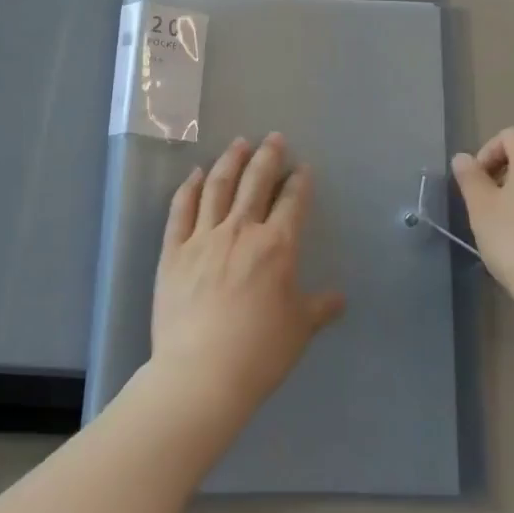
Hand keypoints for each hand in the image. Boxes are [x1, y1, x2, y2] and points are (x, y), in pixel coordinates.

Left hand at [150, 134, 345, 426]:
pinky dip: (190, 187)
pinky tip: (196, 174)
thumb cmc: (259, 352)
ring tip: (238, 143)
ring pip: (218, 186)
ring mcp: (203, 237)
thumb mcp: (299, 329)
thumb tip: (340, 298)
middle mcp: (241, 231)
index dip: (299, 181)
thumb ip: (320, 307)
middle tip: (273, 138)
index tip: (303, 167)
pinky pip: (181, 209)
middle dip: (268, 156)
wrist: (201, 374)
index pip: (292, 201)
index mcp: (277, 246)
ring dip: (230, 161)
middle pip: (255, 182)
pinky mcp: (173, 251)